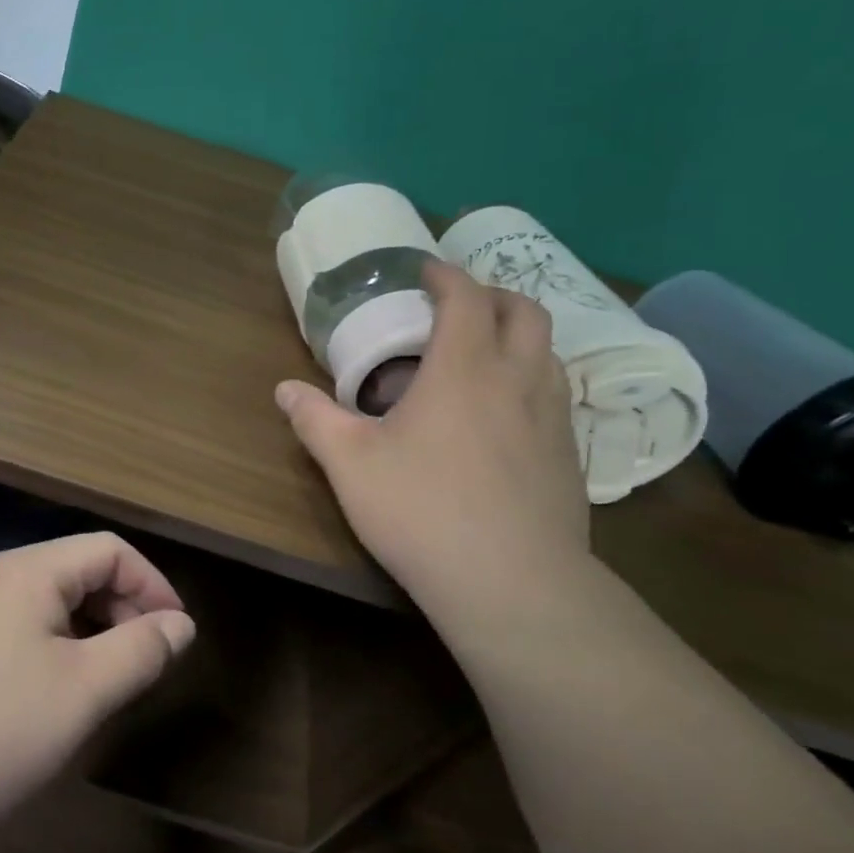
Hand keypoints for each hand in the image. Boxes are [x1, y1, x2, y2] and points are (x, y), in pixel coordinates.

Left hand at [0, 533, 195, 836]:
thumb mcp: (81, 693)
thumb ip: (139, 651)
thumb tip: (179, 623)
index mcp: (28, 571)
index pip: (109, 551)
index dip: (153, 585)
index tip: (176, 635)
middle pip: (76, 571)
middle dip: (121, 610)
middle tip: (141, 665)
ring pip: (44, 602)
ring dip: (86, 632)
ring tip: (100, 684)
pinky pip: (13, 626)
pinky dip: (48, 647)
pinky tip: (44, 695)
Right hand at [276, 258, 589, 619]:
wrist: (512, 582)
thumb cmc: (422, 510)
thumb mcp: (350, 464)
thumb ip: (315, 420)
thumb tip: (284, 390)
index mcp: (464, 368)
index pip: (466, 297)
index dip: (445, 275)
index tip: (425, 270)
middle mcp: (518, 379)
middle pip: (524, 311)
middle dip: (493, 295)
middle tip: (459, 306)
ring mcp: (554, 417)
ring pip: (549, 352)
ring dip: (518, 337)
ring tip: (484, 356)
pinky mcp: (570, 456)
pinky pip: (556, 395)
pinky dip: (532, 381)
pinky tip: (505, 417)